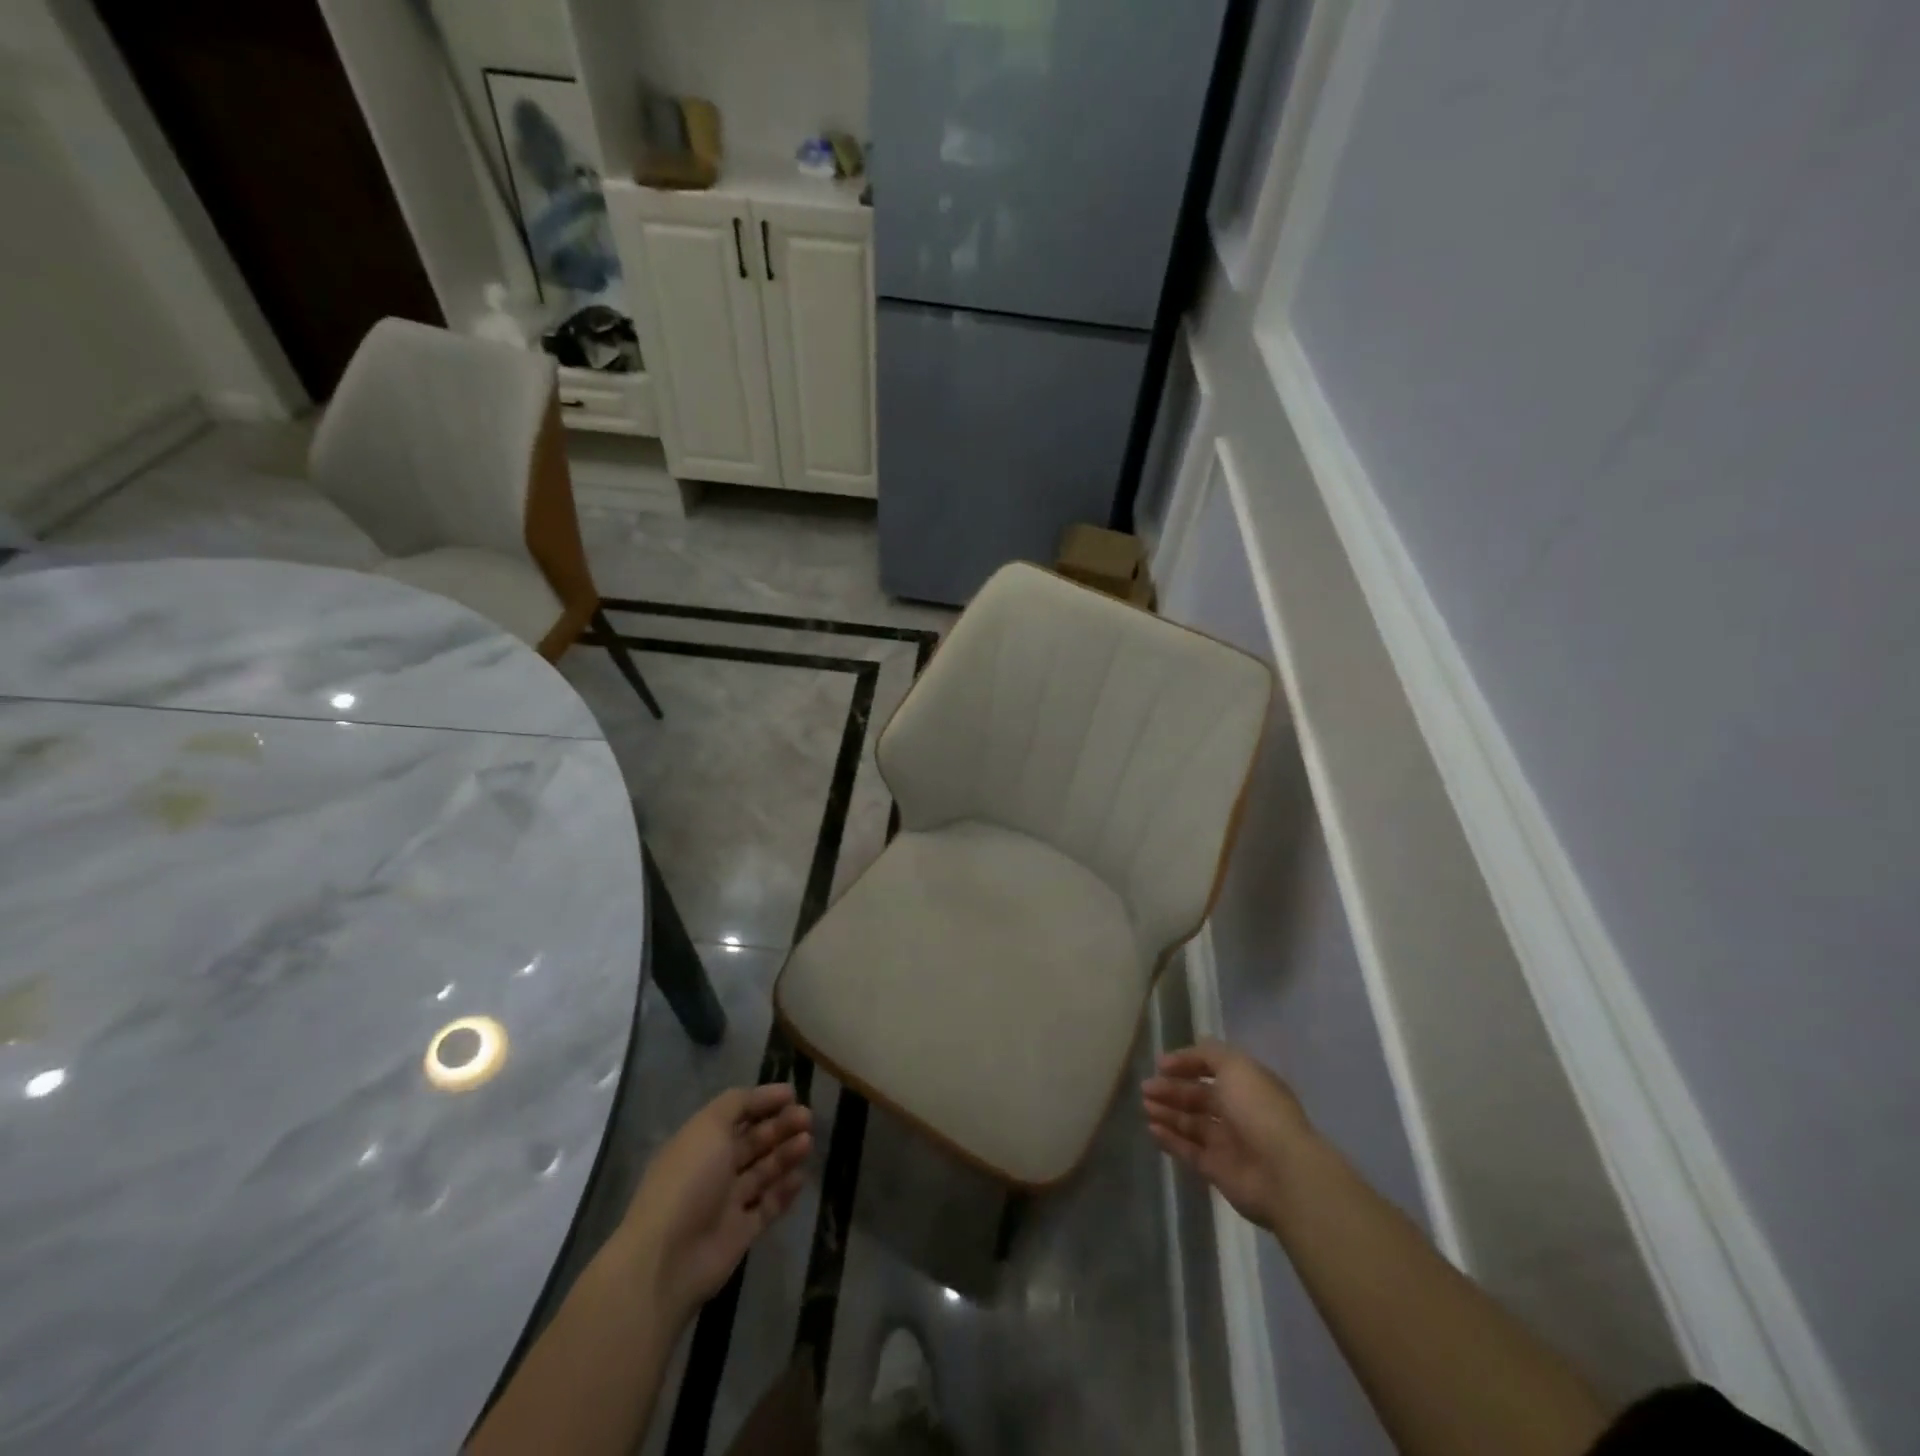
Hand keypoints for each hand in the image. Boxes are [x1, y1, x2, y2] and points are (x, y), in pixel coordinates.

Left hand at [620, 1083, 813, 1320]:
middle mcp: (713, 1168)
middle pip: (752, 1141)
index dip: (763, 1101)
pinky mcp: (740, 1233)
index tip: (792, 1094)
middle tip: (807, 1117)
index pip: (736, 1113)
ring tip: (807, 1142)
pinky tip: (801, 1177)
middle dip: (780, 1126)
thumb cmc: (688, 1181)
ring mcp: (726, 1202)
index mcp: (700, 1142)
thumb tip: (766, 1095)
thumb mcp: (709, 1126)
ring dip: (785, 1154)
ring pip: (762, 1171)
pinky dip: (784, 1191)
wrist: (668, 1259)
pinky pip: (767, 1206)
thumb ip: (737, 1104)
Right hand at [1142, 1039, 1312, 1229]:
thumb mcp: (1235, 1066)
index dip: (1187, 1064)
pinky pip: (1189, 1150)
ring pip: (1191, 1123)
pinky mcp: (1218, 1170)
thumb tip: (1185, 1054)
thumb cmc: (1258, 1110)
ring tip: (1145, 1105)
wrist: (1282, 1172)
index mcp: (1248, 1085)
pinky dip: (1171, 1139)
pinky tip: (1152, 1128)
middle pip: (1199, 1097)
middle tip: (1146, 1087)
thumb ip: (1208, 1054)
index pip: (1213, 1069)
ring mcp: (1229, 1143)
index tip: (1160, 1064)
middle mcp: (1239, 1112)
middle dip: (1172, 1090)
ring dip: (1168, 1112)